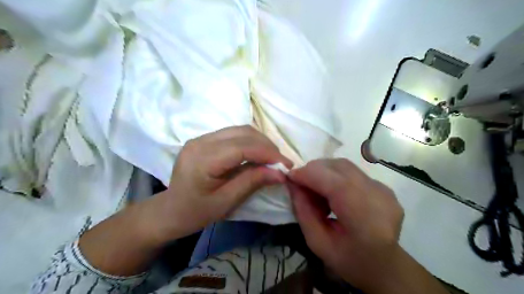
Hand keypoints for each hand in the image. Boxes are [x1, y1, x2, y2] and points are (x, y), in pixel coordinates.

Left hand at [151, 126, 294, 241]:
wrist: (170, 210)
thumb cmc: (196, 212)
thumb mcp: (226, 202)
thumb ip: (252, 182)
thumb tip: (280, 173)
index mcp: (202, 159)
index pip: (242, 147)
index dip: (267, 153)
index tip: (286, 164)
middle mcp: (201, 141)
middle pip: (243, 133)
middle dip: (267, 146)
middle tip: (281, 162)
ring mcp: (201, 137)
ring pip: (240, 130)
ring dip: (260, 142)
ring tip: (272, 158)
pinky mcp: (205, 139)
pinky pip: (234, 134)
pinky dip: (250, 142)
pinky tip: (257, 154)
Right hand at [287, 159, 403, 290]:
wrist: (386, 266)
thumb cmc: (349, 260)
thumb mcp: (317, 243)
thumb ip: (303, 211)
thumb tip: (293, 184)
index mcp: (363, 216)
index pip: (333, 181)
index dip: (308, 174)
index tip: (290, 177)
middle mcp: (378, 196)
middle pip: (339, 167)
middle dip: (314, 170)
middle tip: (301, 185)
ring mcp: (383, 189)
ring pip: (345, 166)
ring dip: (324, 172)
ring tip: (317, 191)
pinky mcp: (384, 187)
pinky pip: (353, 173)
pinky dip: (336, 177)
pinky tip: (334, 194)